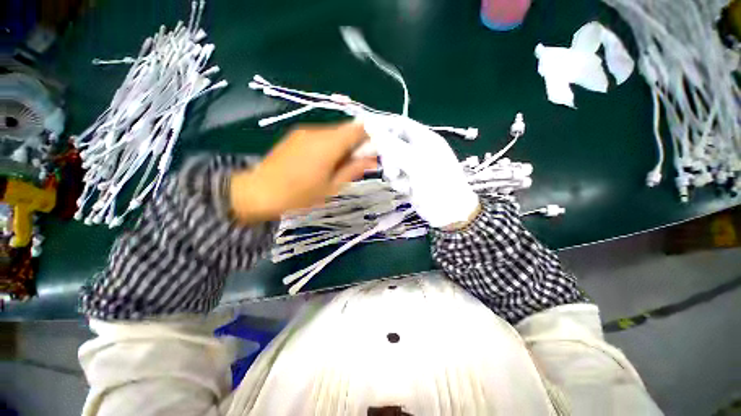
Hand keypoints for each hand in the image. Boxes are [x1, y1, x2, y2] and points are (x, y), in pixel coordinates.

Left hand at [230, 122, 376, 222]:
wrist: (258, 193)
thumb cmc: (299, 195)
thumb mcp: (332, 187)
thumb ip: (354, 170)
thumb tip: (373, 160)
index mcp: (329, 144)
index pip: (358, 129)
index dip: (370, 138)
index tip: (372, 155)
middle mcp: (317, 131)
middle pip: (346, 130)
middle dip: (356, 145)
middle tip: (356, 165)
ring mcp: (304, 132)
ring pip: (333, 133)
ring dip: (342, 146)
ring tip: (337, 167)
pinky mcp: (295, 136)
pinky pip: (320, 136)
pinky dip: (329, 146)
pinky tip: (322, 163)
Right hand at [361, 113, 478, 227]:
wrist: (449, 212)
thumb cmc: (437, 183)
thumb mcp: (415, 162)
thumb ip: (392, 145)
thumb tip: (370, 126)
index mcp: (424, 138)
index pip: (398, 123)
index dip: (380, 124)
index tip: (361, 128)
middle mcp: (417, 149)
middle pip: (391, 143)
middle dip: (386, 154)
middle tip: (381, 162)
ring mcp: (412, 165)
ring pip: (390, 161)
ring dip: (391, 171)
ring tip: (401, 180)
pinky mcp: (409, 179)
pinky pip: (394, 175)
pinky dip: (397, 182)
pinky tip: (407, 189)